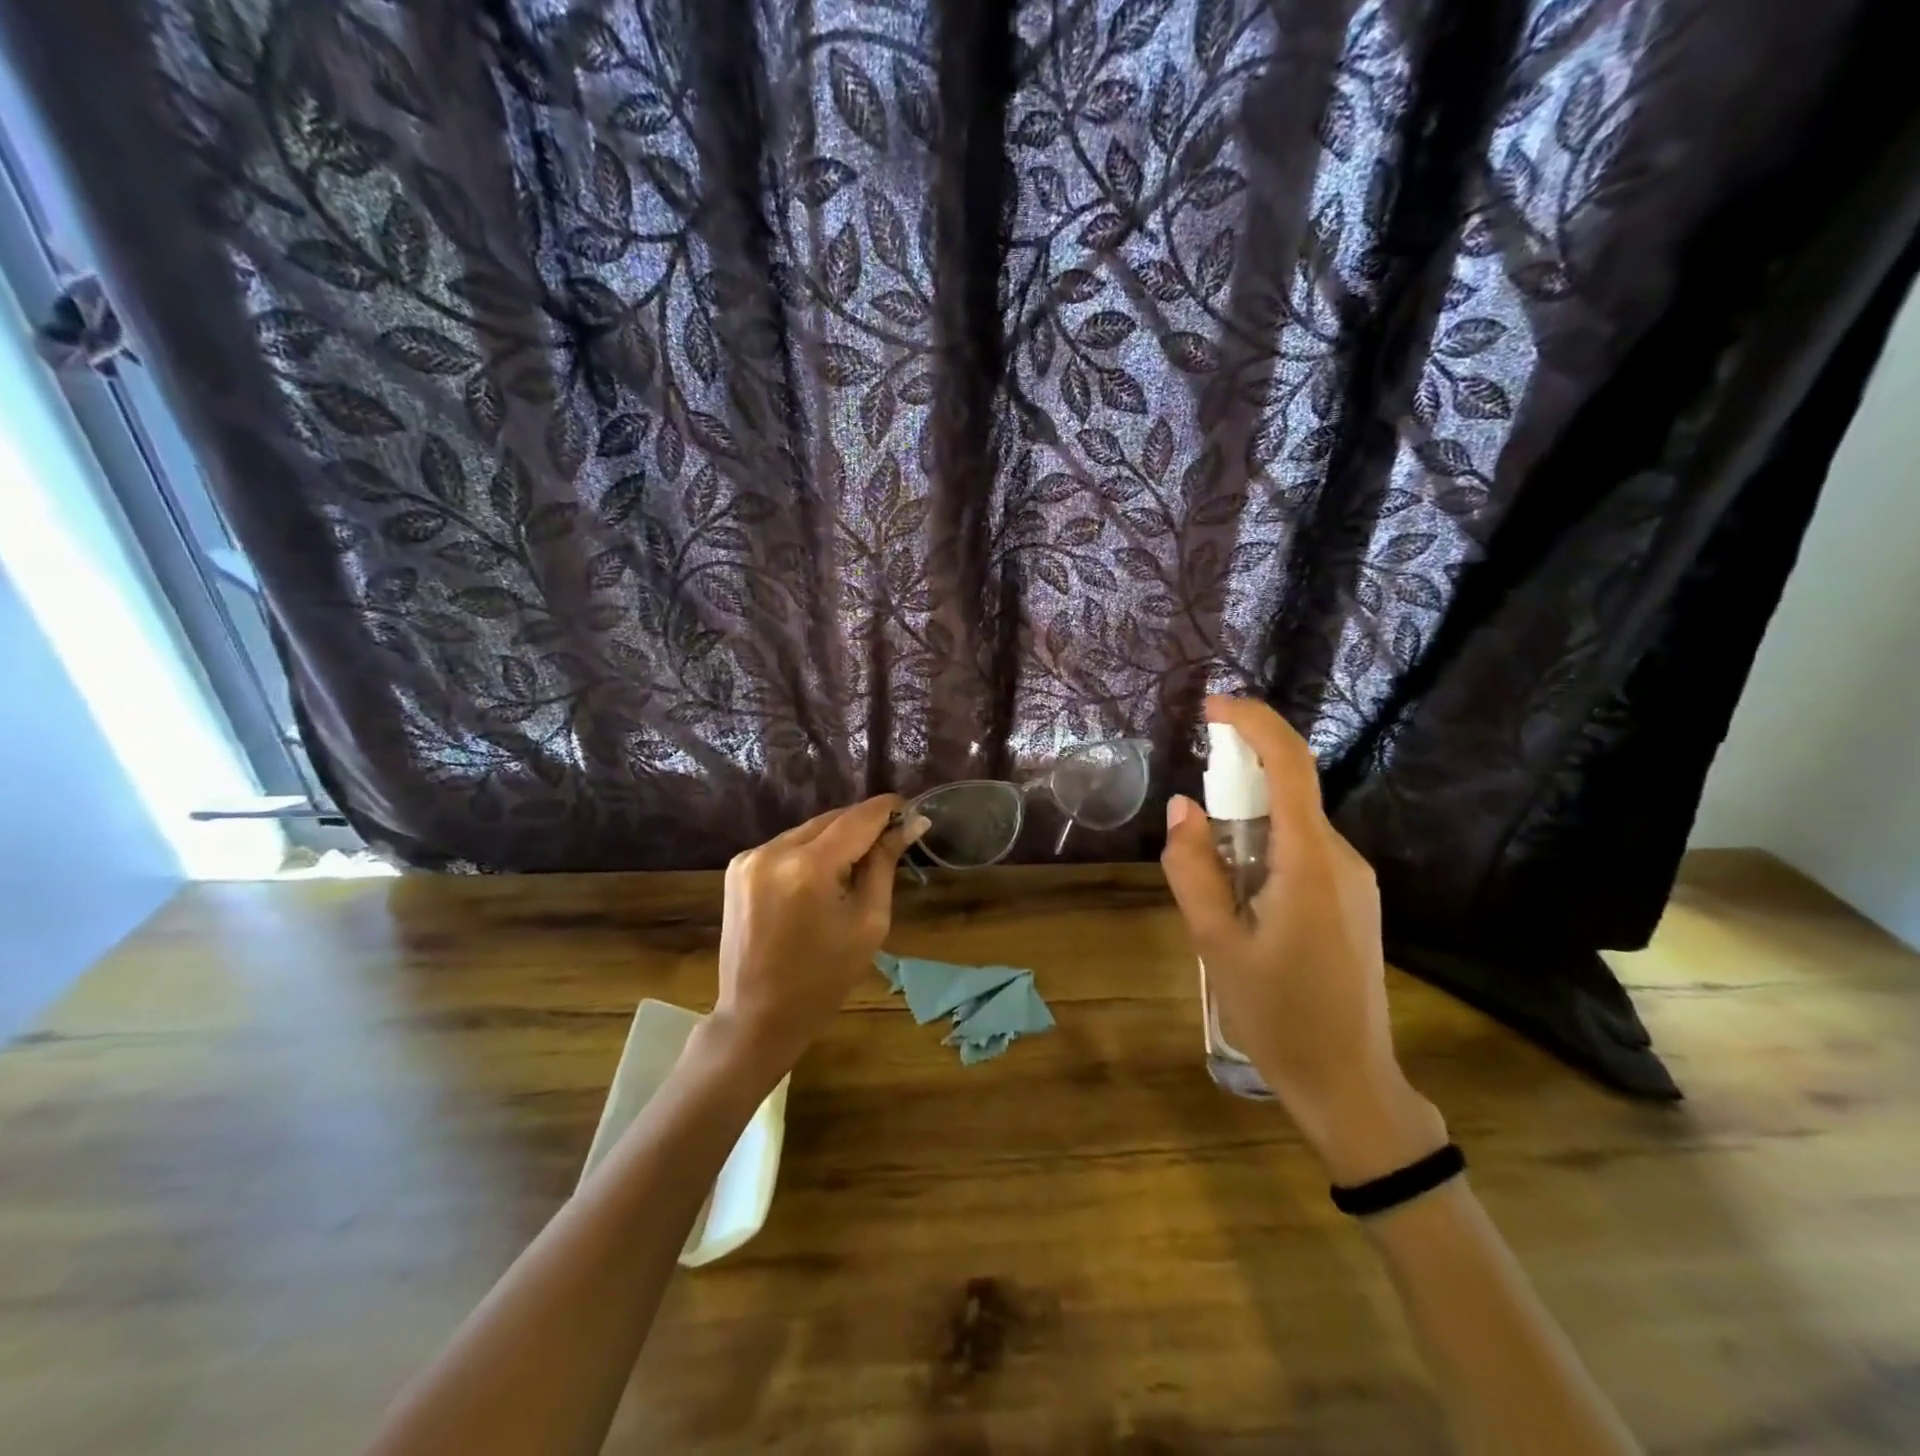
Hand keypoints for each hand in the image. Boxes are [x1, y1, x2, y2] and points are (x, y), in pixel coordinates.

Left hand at [707, 795, 928, 1078]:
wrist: (757, 1016)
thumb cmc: (824, 979)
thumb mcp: (869, 922)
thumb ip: (884, 864)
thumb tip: (909, 823)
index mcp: (809, 867)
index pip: (858, 818)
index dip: (889, 809)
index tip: (914, 812)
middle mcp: (774, 850)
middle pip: (833, 819)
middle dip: (865, 826)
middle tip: (893, 841)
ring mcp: (750, 856)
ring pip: (810, 829)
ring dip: (837, 838)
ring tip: (857, 865)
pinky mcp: (738, 867)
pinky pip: (788, 844)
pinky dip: (811, 851)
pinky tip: (822, 877)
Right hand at [1160, 696, 1445, 1184]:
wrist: (1350, 1084)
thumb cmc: (1278, 1016)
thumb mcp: (1215, 944)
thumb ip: (1193, 869)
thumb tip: (1182, 808)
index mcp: (1310, 864)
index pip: (1289, 766)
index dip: (1253, 724)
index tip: (1212, 706)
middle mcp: (1342, 860)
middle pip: (1288, 793)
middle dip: (1236, 786)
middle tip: (1192, 830)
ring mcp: (1355, 881)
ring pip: (1292, 826)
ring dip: (1246, 830)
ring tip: (1214, 892)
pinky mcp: (1353, 902)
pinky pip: (1303, 853)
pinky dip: (1264, 853)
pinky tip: (1243, 906)